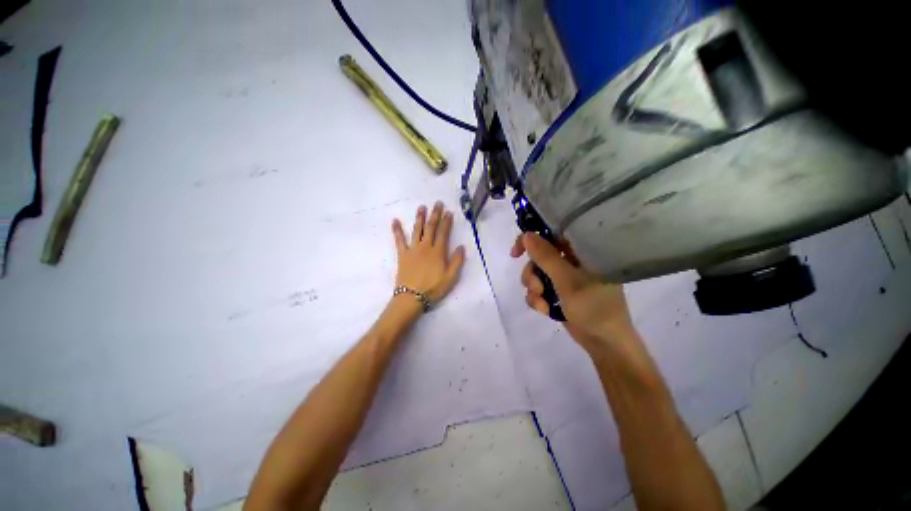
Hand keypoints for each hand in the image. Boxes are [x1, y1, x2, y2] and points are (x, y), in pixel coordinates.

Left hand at [392, 202, 465, 303]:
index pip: (444, 233)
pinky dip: (397, 230)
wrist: (412, 297)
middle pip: (431, 227)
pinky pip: (399, 240)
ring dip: (420, 218)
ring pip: (417, 230)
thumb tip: (461, 246)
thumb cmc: (433, 288)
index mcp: (438, 252)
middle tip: (437, 203)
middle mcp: (426, 246)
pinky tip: (395, 221)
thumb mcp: (451, 277)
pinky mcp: (402, 254)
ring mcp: (413, 249)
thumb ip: (457, 261)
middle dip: (435, 214)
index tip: (449, 212)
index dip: (447, 221)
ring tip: (421, 207)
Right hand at [511, 233, 634, 353]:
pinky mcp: (559, 292)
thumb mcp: (567, 280)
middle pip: (539, 256)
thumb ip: (546, 257)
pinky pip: (539, 289)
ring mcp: (565, 278)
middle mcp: (572, 261)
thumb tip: (527, 235)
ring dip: (533, 288)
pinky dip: (538, 299)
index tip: (516, 252)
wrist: (604, 343)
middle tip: (536, 287)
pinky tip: (545, 310)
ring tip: (542, 303)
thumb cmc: (593, 307)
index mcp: (582, 252)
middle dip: (532, 273)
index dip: (532, 240)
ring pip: (536, 273)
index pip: (552, 235)